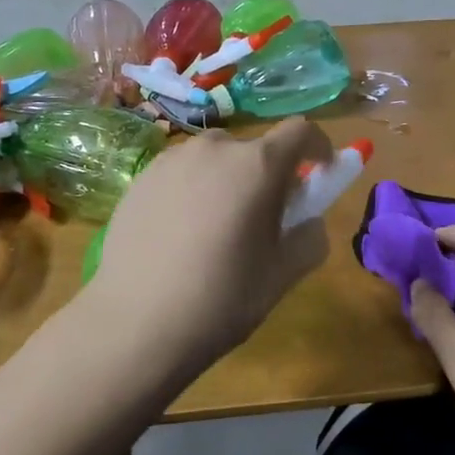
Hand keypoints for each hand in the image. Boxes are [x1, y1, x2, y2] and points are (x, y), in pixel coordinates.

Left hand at [89, 118, 335, 375]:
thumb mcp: (283, 274)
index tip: (320, 173)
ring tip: (215, 230)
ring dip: (227, 181)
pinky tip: (178, 236)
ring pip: (215, 160)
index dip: (318, 148)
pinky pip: (181, 173)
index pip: (301, 131)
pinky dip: (192, 190)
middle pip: (255, 149)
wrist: (135, 323)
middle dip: (268, 175)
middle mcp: (215, 148)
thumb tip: (308, 220)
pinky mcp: (140, 178)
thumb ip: (310, 236)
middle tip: (262, 219)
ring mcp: (172, 159)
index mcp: (258, 165)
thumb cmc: (221, 298)